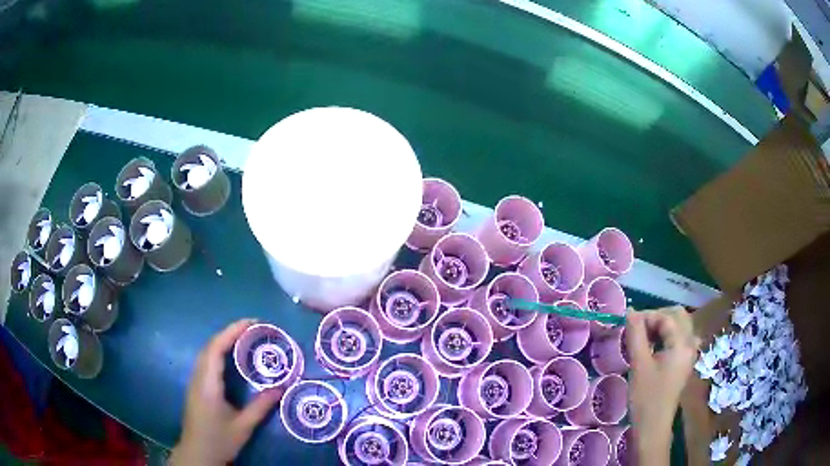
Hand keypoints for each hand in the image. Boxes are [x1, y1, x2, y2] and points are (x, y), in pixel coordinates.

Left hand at [170, 319, 283, 465]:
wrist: (197, 453)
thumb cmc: (219, 440)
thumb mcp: (243, 426)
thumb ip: (261, 406)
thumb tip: (282, 388)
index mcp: (208, 384)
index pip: (216, 349)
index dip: (232, 332)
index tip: (252, 322)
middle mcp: (198, 377)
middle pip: (210, 346)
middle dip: (230, 332)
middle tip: (253, 328)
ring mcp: (194, 381)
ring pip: (206, 352)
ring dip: (223, 340)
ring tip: (244, 337)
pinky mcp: (196, 386)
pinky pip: (206, 361)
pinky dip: (218, 351)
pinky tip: (230, 357)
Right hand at [626, 307, 698, 465]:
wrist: (653, 425)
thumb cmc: (646, 397)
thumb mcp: (639, 364)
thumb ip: (636, 335)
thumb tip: (630, 311)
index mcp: (682, 344)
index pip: (666, 317)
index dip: (647, 316)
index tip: (628, 324)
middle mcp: (691, 344)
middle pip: (678, 316)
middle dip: (657, 317)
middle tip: (637, 328)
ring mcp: (690, 353)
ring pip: (680, 325)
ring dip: (663, 325)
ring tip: (644, 337)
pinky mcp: (685, 361)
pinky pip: (680, 337)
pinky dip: (668, 335)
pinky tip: (656, 345)